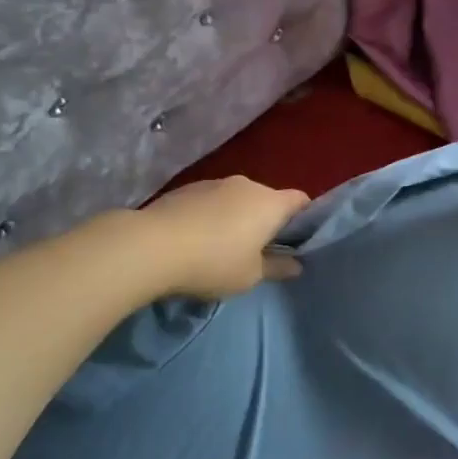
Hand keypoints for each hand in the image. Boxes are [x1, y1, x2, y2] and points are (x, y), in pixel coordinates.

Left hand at [137, 176, 311, 298]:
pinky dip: (212, 215)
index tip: (298, 240)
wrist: (152, 245)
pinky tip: (197, 238)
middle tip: (260, 250)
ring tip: (224, 246)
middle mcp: (247, 185)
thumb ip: (276, 267)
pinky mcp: (187, 188)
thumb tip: (296, 264)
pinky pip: (211, 201)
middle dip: (267, 220)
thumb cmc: (214, 262)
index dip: (305, 217)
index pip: (300, 200)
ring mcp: (215, 183)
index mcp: (270, 203)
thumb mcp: (250, 276)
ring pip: (237, 198)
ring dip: (237, 217)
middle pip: (267, 199)